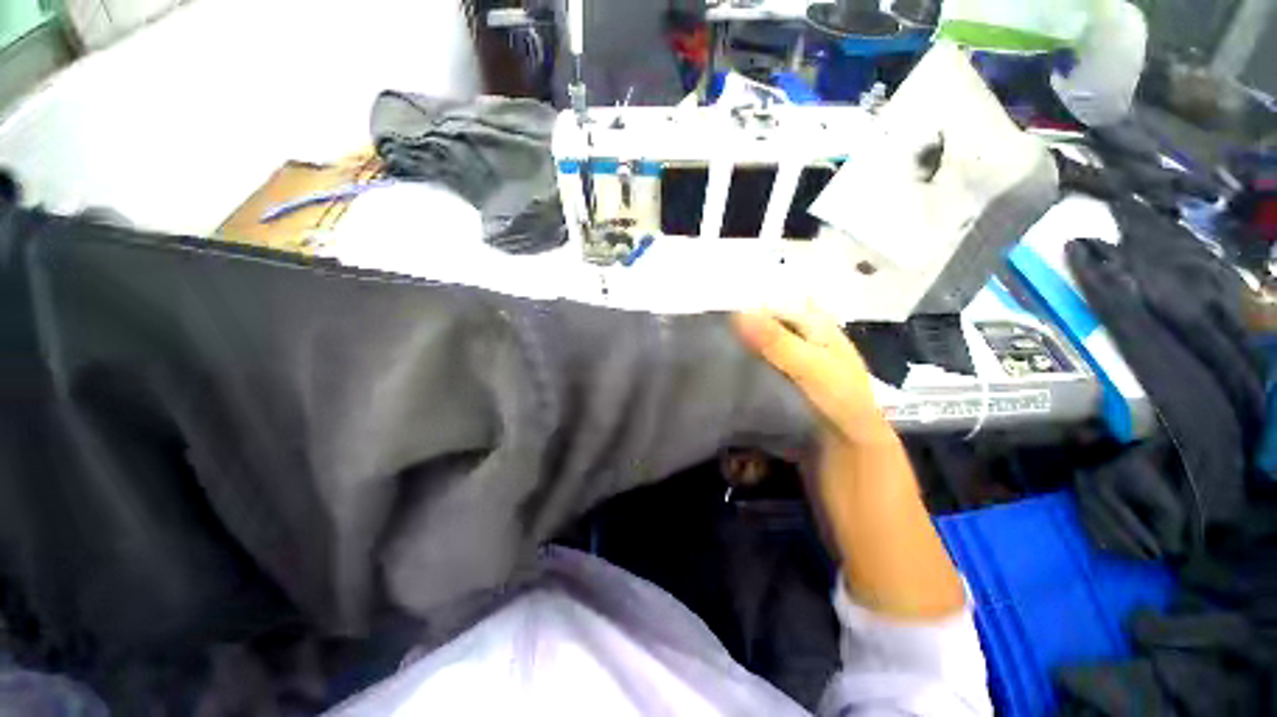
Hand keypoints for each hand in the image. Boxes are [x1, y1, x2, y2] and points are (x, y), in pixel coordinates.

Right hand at [734, 308, 964, 618]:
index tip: (722, 305)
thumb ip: (784, 348)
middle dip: (743, 334)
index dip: (762, 304)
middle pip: (774, 340)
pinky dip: (740, 394)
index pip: (793, 312)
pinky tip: (719, 393)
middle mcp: (813, 367)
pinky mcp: (784, 420)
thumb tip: (740, 315)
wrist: (865, 510)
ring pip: (763, 368)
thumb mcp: (823, 384)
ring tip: (705, 359)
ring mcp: (797, 395)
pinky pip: (758, 397)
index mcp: (830, 349)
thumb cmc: (853, 436)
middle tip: (706, 333)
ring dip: (739, 363)